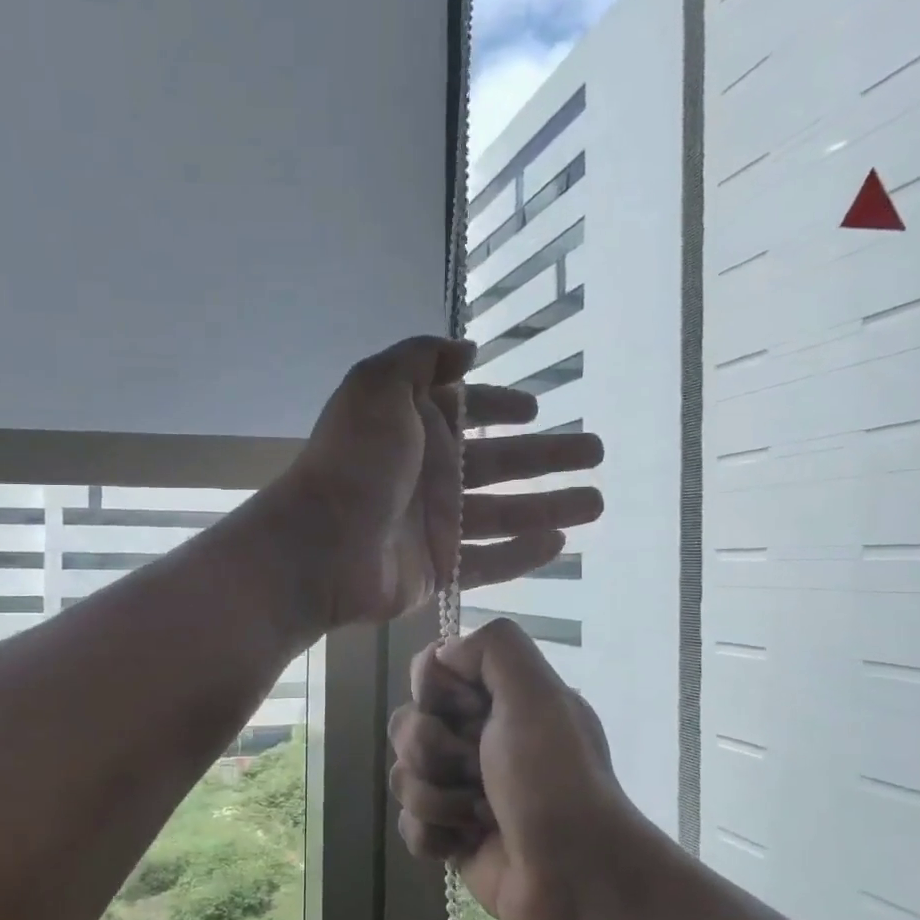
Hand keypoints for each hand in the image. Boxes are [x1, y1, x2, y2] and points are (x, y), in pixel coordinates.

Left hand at [278, 336, 604, 628]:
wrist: (321, 544)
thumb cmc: (354, 461)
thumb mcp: (378, 386)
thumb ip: (420, 358)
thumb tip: (465, 350)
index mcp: (415, 429)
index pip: (467, 412)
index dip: (499, 406)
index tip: (534, 409)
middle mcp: (428, 474)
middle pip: (499, 462)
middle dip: (547, 455)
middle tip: (596, 451)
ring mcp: (434, 525)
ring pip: (504, 514)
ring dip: (549, 506)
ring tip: (597, 501)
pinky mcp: (438, 569)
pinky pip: (489, 563)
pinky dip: (522, 555)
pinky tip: (560, 543)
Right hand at [389, 618, 653, 919]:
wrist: (579, 877)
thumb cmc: (556, 779)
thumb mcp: (538, 694)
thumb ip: (494, 647)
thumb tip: (442, 654)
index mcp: (497, 701)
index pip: (428, 674)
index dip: (437, 693)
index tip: (473, 712)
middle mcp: (476, 739)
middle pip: (407, 724)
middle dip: (435, 751)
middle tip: (479, 771)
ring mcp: (460, 789)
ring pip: (402, 775)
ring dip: (438, 798)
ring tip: (479, 814)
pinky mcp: (450, 838)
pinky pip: (408, 825)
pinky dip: (433, 836)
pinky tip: (466, 843)